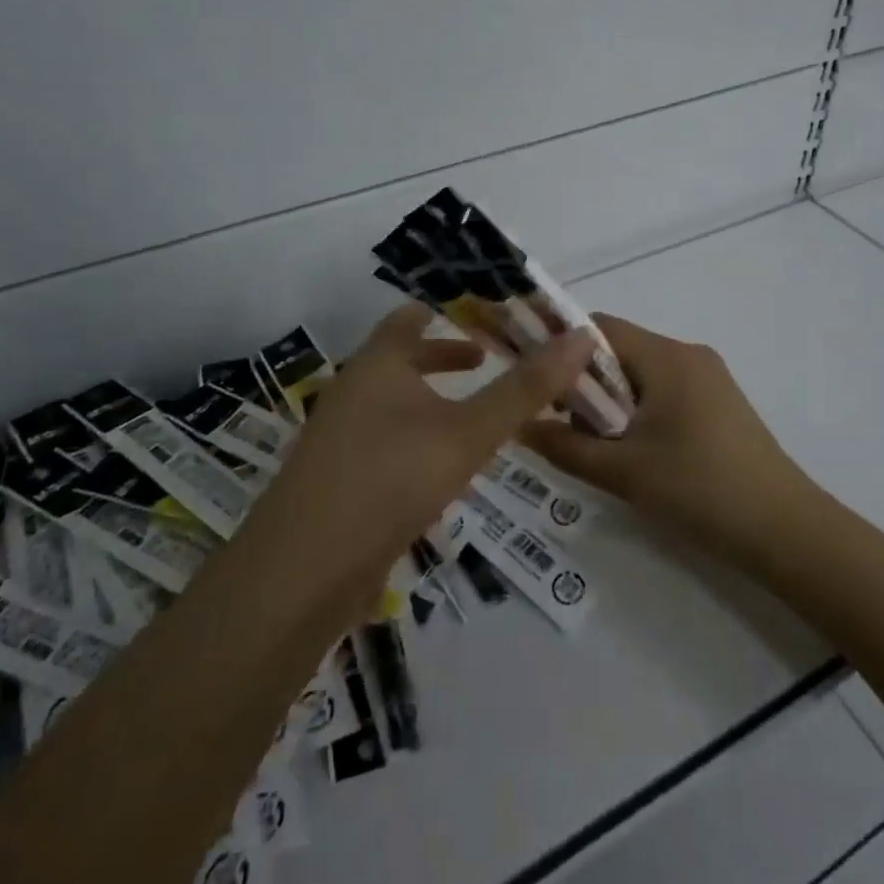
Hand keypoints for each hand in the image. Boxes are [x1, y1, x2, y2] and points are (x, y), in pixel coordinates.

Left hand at [257, 303, 594, 601]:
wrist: (301, 573)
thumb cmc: (389, 480)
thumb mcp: (468, 433)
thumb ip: (525, 389)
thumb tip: (582, 337)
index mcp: (377, 364)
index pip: (409, 316)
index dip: (447, 310)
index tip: (485, 314)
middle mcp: (353, 390)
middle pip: (401, 358)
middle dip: (444, 356)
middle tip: (488, 360)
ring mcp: (339, 436)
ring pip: (393, 402)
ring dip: (433, 399)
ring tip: (475, 415)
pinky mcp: (338, 479)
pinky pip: (384, 440)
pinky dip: (418, 436)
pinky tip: (443, 468)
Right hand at [520, 314, 816, 568]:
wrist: (785, 529)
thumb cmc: (700, 490)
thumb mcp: (623, 472)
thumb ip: (564, 447)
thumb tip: (518, 427)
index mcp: (666, 357)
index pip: (598, 328)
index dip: (560, 348)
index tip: (536, 384)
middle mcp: (688, 354)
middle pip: (619, 350)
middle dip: (585, 383)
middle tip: (564, 426)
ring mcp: (708, 378)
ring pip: (641, 373)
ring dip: (611, 401)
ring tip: (599, 447)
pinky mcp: (719, 403)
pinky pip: (664, 391)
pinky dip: (639, 411)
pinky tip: (635, 452)